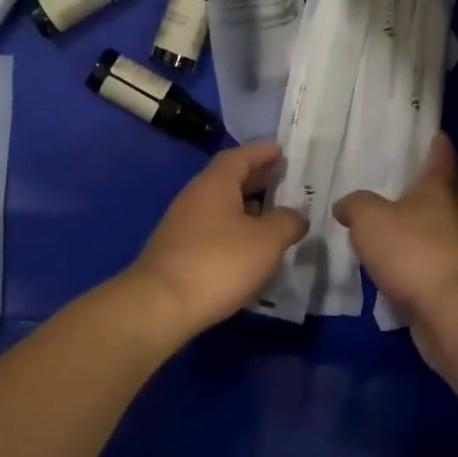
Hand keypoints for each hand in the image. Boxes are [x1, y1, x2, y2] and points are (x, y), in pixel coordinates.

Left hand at [128, 141, 308, 341]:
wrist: (160, 305)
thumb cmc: (218, 263)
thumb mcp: (266, 241)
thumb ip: (287, 222)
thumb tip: (297, 216)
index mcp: (215, 184)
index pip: (239, 156)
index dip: (261, 152)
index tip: (281, 151)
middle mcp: (195, 197)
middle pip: (229, 179)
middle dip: (257, 179)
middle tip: (283, 180)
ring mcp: (183, 225)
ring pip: (220, 206)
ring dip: (246, 207)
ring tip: (273, 216)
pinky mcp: (178, 251)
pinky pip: (213, 229)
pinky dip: (234, 230)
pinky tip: (249, 248)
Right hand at [333, 134, 457, 382]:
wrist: (447, 310)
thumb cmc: (411, 250)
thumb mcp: (369, 217)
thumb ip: (355, 205)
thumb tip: (346, 205)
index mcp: (436, 192)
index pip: (441, 159)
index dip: (439, 146)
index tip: (438, 133)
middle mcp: (449, 217)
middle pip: (446, 193)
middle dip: (433, 183)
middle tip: (412, 174)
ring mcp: (451, 251)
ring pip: (435, 227)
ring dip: (418, 222)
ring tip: (390, 218)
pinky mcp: (444, 282)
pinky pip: (425, 259)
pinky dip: (410, 255)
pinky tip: (390, 258)